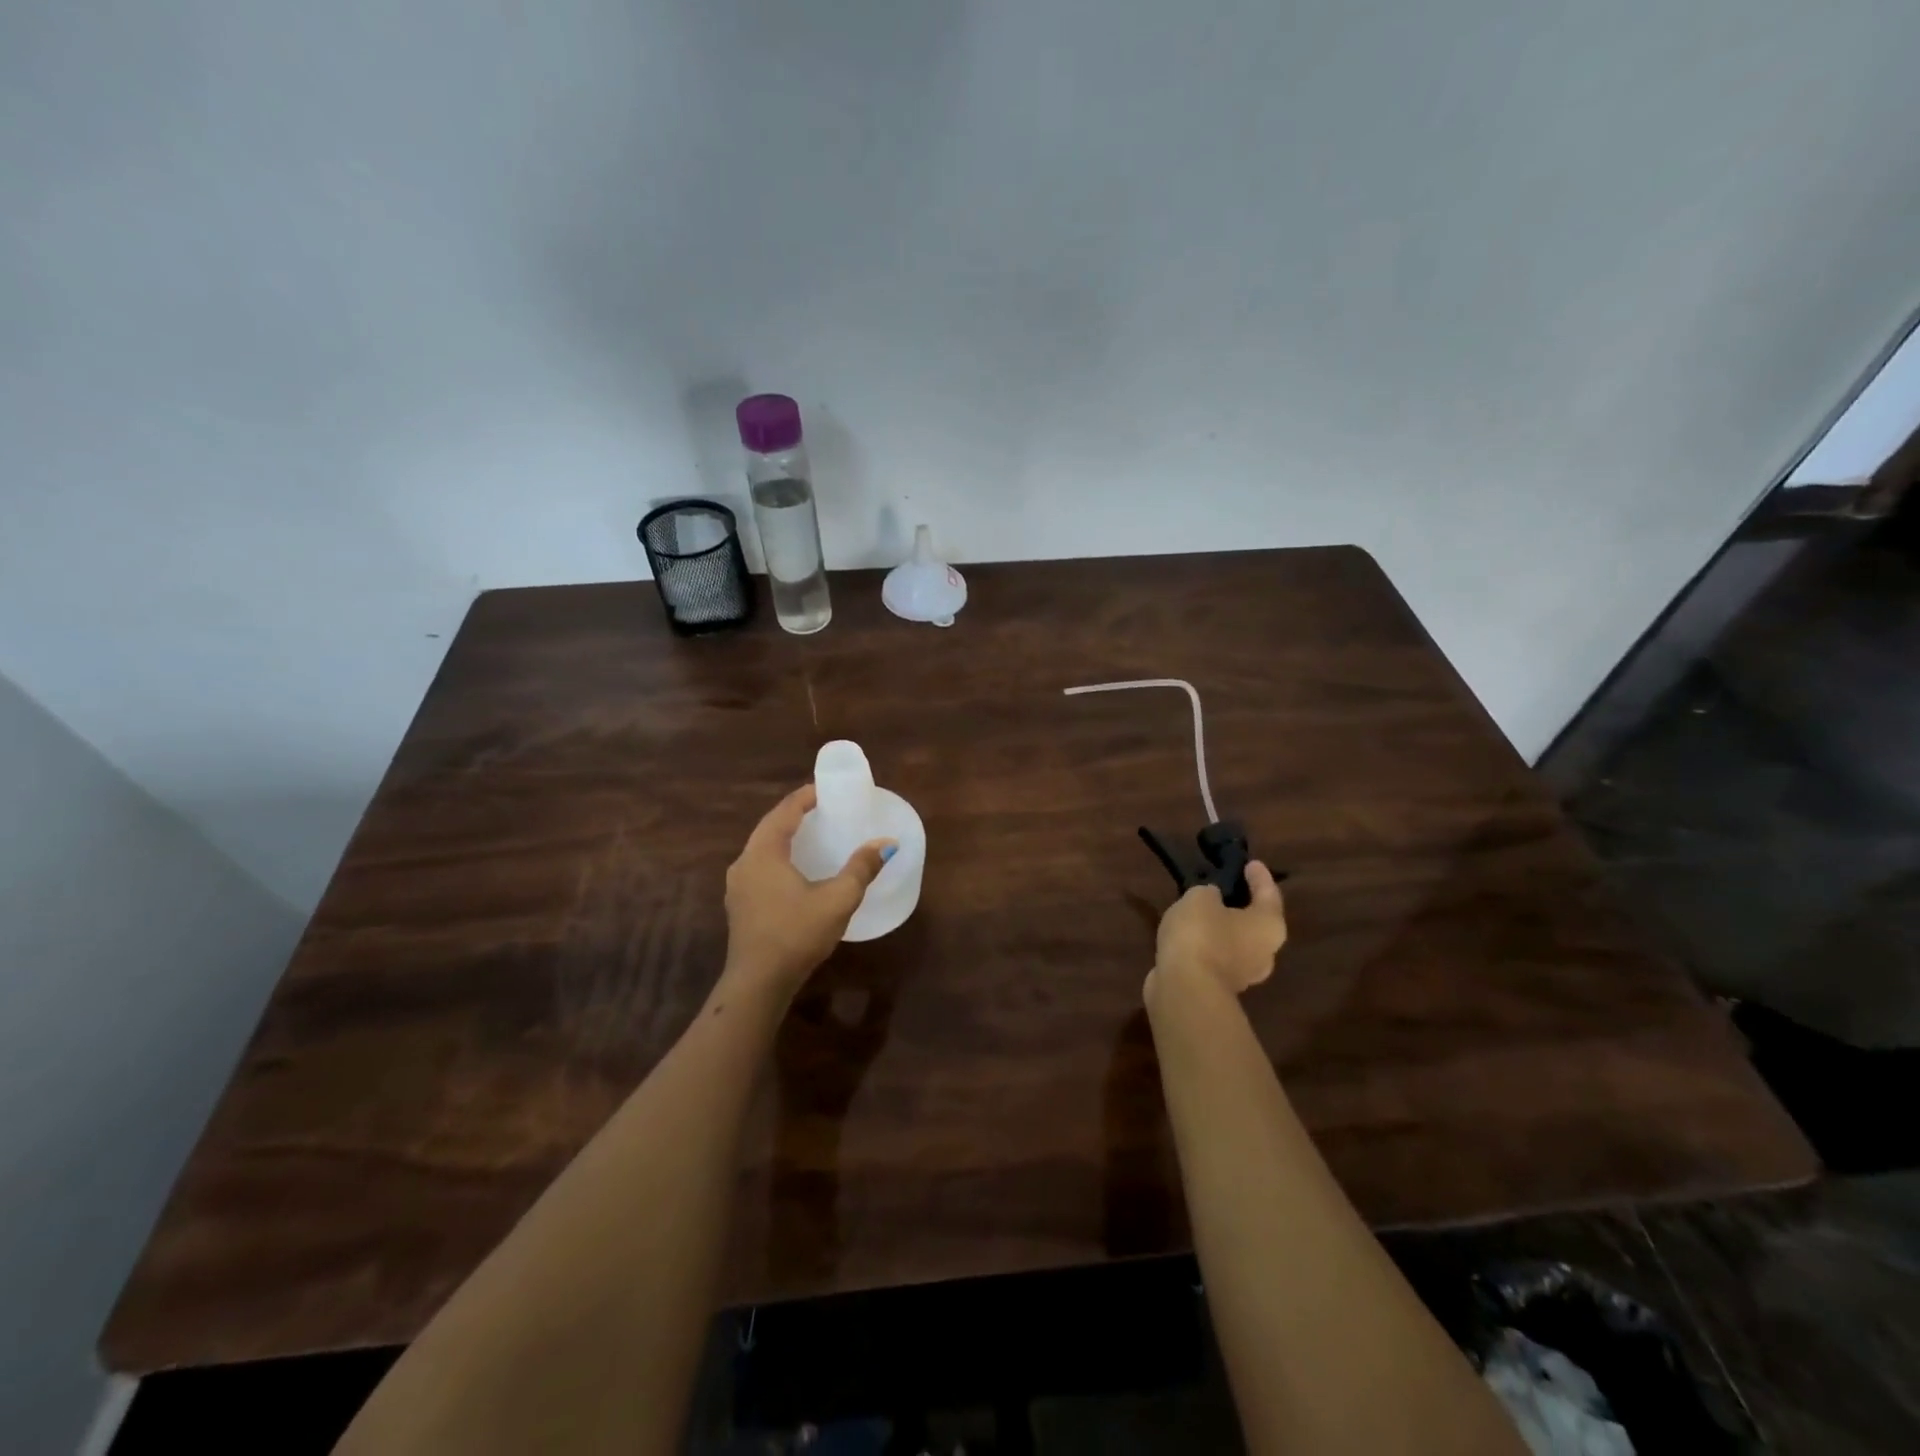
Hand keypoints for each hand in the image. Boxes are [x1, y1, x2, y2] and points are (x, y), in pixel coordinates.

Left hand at [723, 785, 893, 995]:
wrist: (758, 983)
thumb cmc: (797, 934)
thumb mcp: (837, 899)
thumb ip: (862, 868)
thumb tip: (887, 843)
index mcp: (764, 852)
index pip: (785, 811)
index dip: (806, 796)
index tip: (827, 789)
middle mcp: (745, 862)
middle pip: (771, 826)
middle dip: (796, 814)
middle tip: (824, 808)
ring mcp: (738, 885)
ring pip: (763, 848)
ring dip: (786, 836)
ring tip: (812, 834)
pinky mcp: (740, 905)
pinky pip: (760, 867)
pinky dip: (779, 857)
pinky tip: (796, 869)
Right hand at [1147, 862, 1286, 999]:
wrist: (1185, 988)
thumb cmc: (1202, 934)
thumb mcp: (1201, 897)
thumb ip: (1209, 893)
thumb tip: (1211, 899)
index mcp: (1269, 926)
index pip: (1269, 893)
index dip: (1259, 876)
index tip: (1250, 863)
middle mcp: (1265, 952)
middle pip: (1256, 921)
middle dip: (1242, 904)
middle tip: (1226, 886)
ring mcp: (1243, 974)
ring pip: (1235, 941)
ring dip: (1222, 926)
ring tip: (1201, 909)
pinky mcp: (1219, 986)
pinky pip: (1216, 955)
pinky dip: (1207, 943)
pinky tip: (1190, 933)